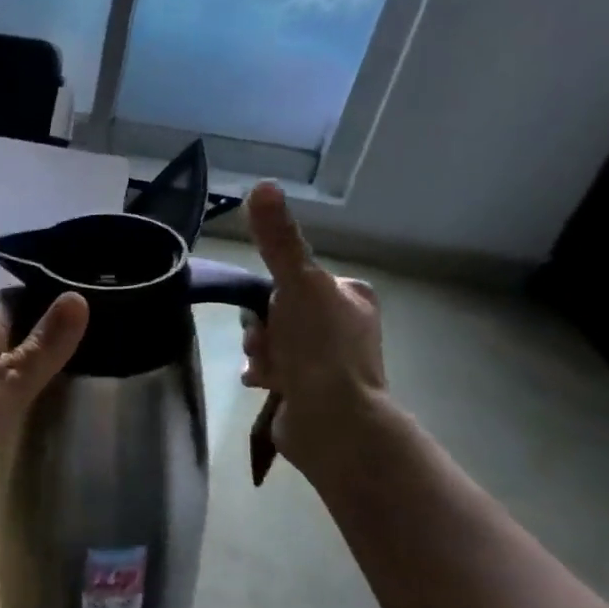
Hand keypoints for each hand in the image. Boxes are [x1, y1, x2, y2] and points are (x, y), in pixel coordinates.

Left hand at [0, 291, 89, 507]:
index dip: (42, 297)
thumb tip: (77, 296)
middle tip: (73, 345)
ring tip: (51, 376)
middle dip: (31, 334)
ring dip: (11, 366)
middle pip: (0, 330)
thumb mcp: (13, 377)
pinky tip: (11, 410)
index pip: (13, 298)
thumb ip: (45, 344)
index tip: (75, 304)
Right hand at [242, 181, 388, 473]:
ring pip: (269, 339)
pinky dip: (263, 373)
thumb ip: (278, 239)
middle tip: (268, 344)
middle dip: (261, 329)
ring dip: (259, 351)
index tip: (270, 310)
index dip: (269, 295)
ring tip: (269, 370)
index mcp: (349, 295)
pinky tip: (264, 384)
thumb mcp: (297, 284)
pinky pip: (271, 368)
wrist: (332, 422)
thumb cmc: (319, 349)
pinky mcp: (311, 389)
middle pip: (275, 311)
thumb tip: (262, 185)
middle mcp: (343, 324)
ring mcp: (328, 359)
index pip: (290, 279)